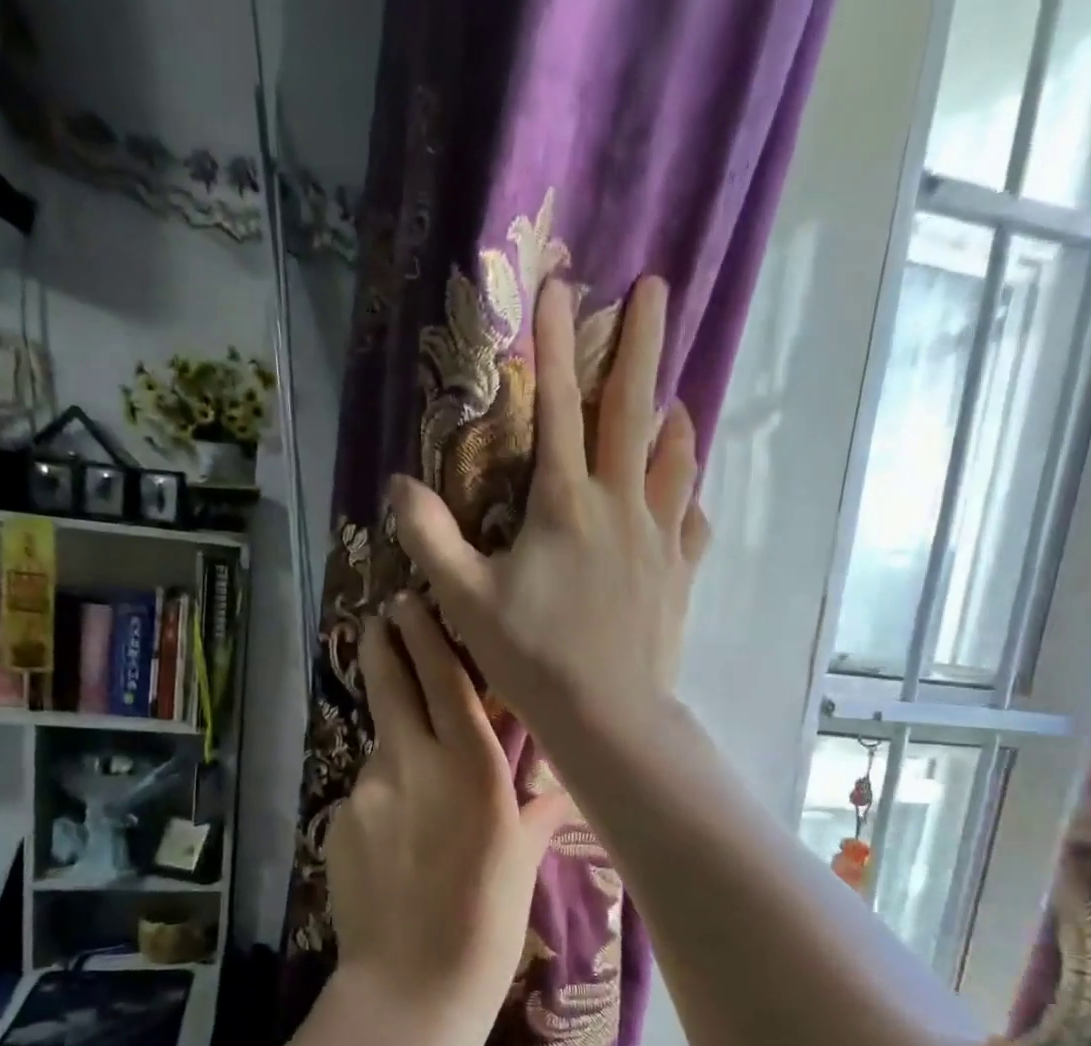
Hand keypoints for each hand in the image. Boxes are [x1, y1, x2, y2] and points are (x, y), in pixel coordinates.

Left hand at [325, 595, 570, 1014]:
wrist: (410, 985)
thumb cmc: (486, 925)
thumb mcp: (521, 864)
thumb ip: (535, 815)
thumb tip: (555, 792)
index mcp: (471, 768)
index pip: (445, 682)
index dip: (426, 637)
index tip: (410, 603)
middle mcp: (414, 764)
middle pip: (392, 687)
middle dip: (383, 648)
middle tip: (379, 623)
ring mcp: (368, 791)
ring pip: (381, 746)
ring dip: (394, 745)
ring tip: (414, 783)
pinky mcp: (338, 822)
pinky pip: (367, 794)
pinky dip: (382, 797)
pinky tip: (395, 838)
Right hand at [392, 275, 709, 747]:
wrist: (607, 714)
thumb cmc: (532, 657)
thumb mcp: (465, 600)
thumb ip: (430, 538)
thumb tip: (399, 485)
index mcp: (565, 504)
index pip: (559, 407)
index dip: (555, 345)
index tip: (560, 286)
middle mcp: (619, 507)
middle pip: (633, 411)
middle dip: (641, 344)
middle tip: (658, 289)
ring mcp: (658, 540)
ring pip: (673, 462)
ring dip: (674, 419)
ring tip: (677, 394)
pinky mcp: (679, 575)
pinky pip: (691, 523)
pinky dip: (688, 499)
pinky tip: (687, 496)